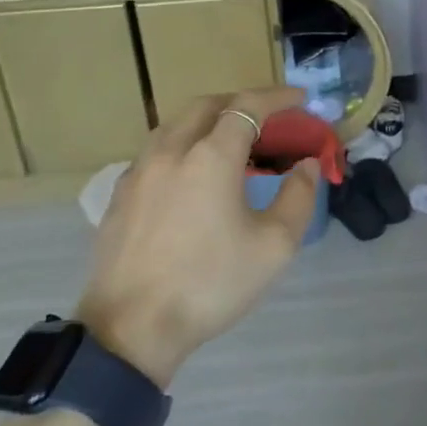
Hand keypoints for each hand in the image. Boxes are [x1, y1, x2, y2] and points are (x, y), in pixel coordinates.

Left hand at [75, 87, 319, 387]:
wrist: (132, 328)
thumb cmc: (210, 284)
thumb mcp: (274, 246)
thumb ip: (298, 197)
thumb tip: (306, 164)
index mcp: (211, 156)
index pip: (248, 106)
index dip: (277, 97)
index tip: (300, 98)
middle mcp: (171, 151)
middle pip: (207, 105)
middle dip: (240, 101)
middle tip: (266, 115)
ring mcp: (139, 171)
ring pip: (175, 124)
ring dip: (207, 120)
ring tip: (229, 139)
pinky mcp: (120, 194)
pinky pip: (155, 151)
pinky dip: (181, 144)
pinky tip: (189, 173)